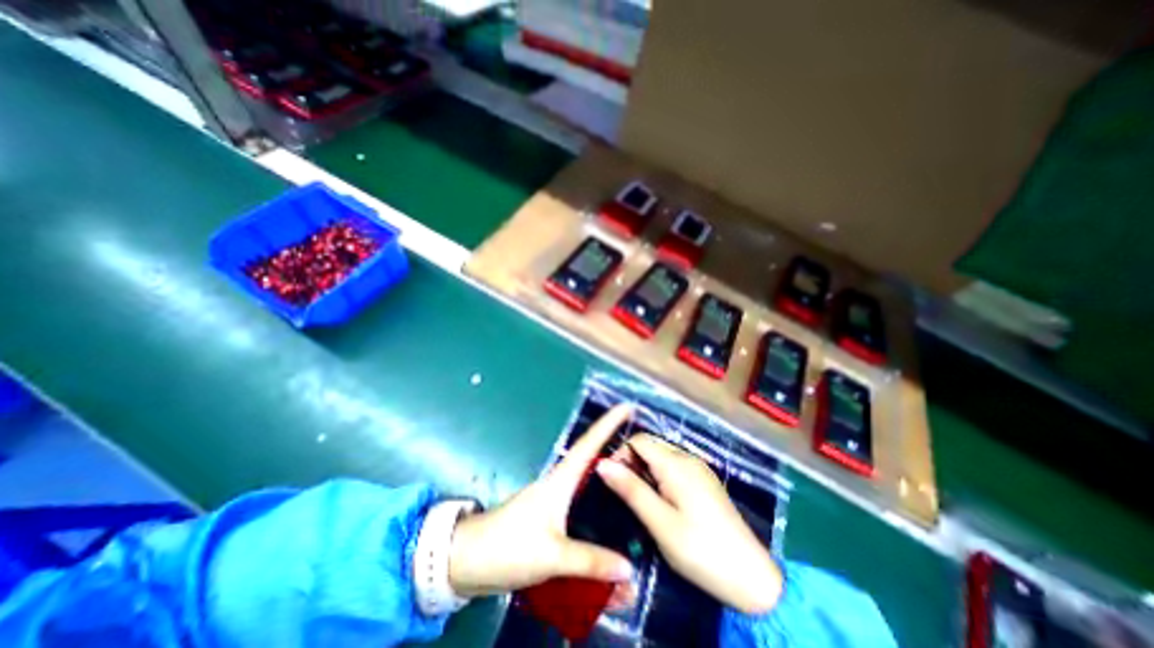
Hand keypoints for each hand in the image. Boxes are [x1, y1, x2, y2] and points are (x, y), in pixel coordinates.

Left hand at [444, 406, 635, 597]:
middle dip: (614, 443)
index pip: (589, 444)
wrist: (471, 560)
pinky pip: (583, 499)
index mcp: (561, 480)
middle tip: (641, 441)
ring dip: (608, 469)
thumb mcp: (551, 555)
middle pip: (592, 456)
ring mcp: (556, 498)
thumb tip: (629, 568)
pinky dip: (600, 495)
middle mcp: (561, 483)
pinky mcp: (552, 515)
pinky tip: (612, 507)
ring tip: (634, 469)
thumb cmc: (508, 546)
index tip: (627, 406)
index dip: (608, 424)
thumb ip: (590, 561)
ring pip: (588, 477)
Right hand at [594, 435, 783, 613]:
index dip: (621, 454)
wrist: (752, 578)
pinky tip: (663, 503)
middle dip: (632, 463)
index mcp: (675, 463)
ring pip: (661, 456)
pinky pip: (674, 467)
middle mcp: (687, 457)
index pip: (638, 440)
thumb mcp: (660, 523)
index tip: (613, 481)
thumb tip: (602, 463)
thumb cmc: (701, 551)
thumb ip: (631, 490)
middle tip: (628, 496)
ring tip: (644, 502)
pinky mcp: (704, 480)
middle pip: (650, 445)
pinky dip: (660, 477)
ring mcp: (698, 468)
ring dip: (645, 471)